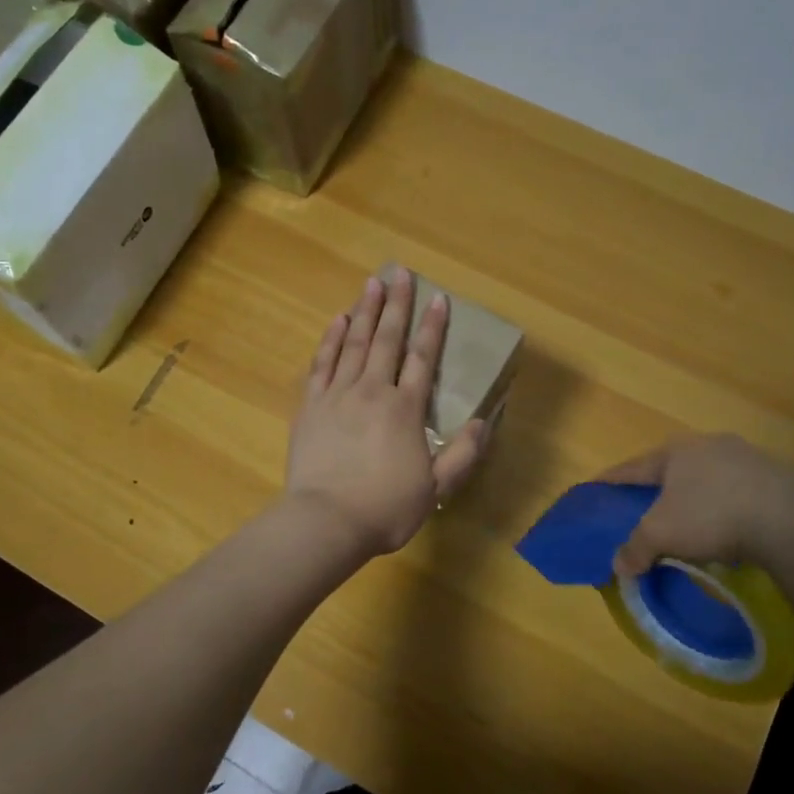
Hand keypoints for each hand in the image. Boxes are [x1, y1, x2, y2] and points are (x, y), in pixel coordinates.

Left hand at [286, 269, 488, 555]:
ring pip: (354, 343)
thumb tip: (483, 423)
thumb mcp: (435, 488)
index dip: (433, 328)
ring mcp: (338, 395)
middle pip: (386, 339)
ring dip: (364, 311)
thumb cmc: (385, 508)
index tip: (439, 299)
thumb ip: (462, 454)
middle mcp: (373, 391)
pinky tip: (337, 321)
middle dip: (397, 304)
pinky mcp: (311, 405)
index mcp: (406, 409)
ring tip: (371, 283)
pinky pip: (322, 363)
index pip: (422, 359)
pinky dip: (331, 339)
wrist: (327, 521)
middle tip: (401, 273)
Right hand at [599, 434, 793, 575]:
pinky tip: (725, 529)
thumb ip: (635, 547)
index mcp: (676, 450)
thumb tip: (618, 566)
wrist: (791, 523)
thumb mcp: (661, 534)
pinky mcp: (776, 478)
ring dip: (692, 500)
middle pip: (671, 470)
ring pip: (706, 480)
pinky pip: (736, 493)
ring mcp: (747, 458)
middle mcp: (709, 445)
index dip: (610, 481)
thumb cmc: (711, 516)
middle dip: (655, 490)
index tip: (594, 489)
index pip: (632, 467)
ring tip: (685, 523)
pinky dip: (723, 508)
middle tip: (640, 510)